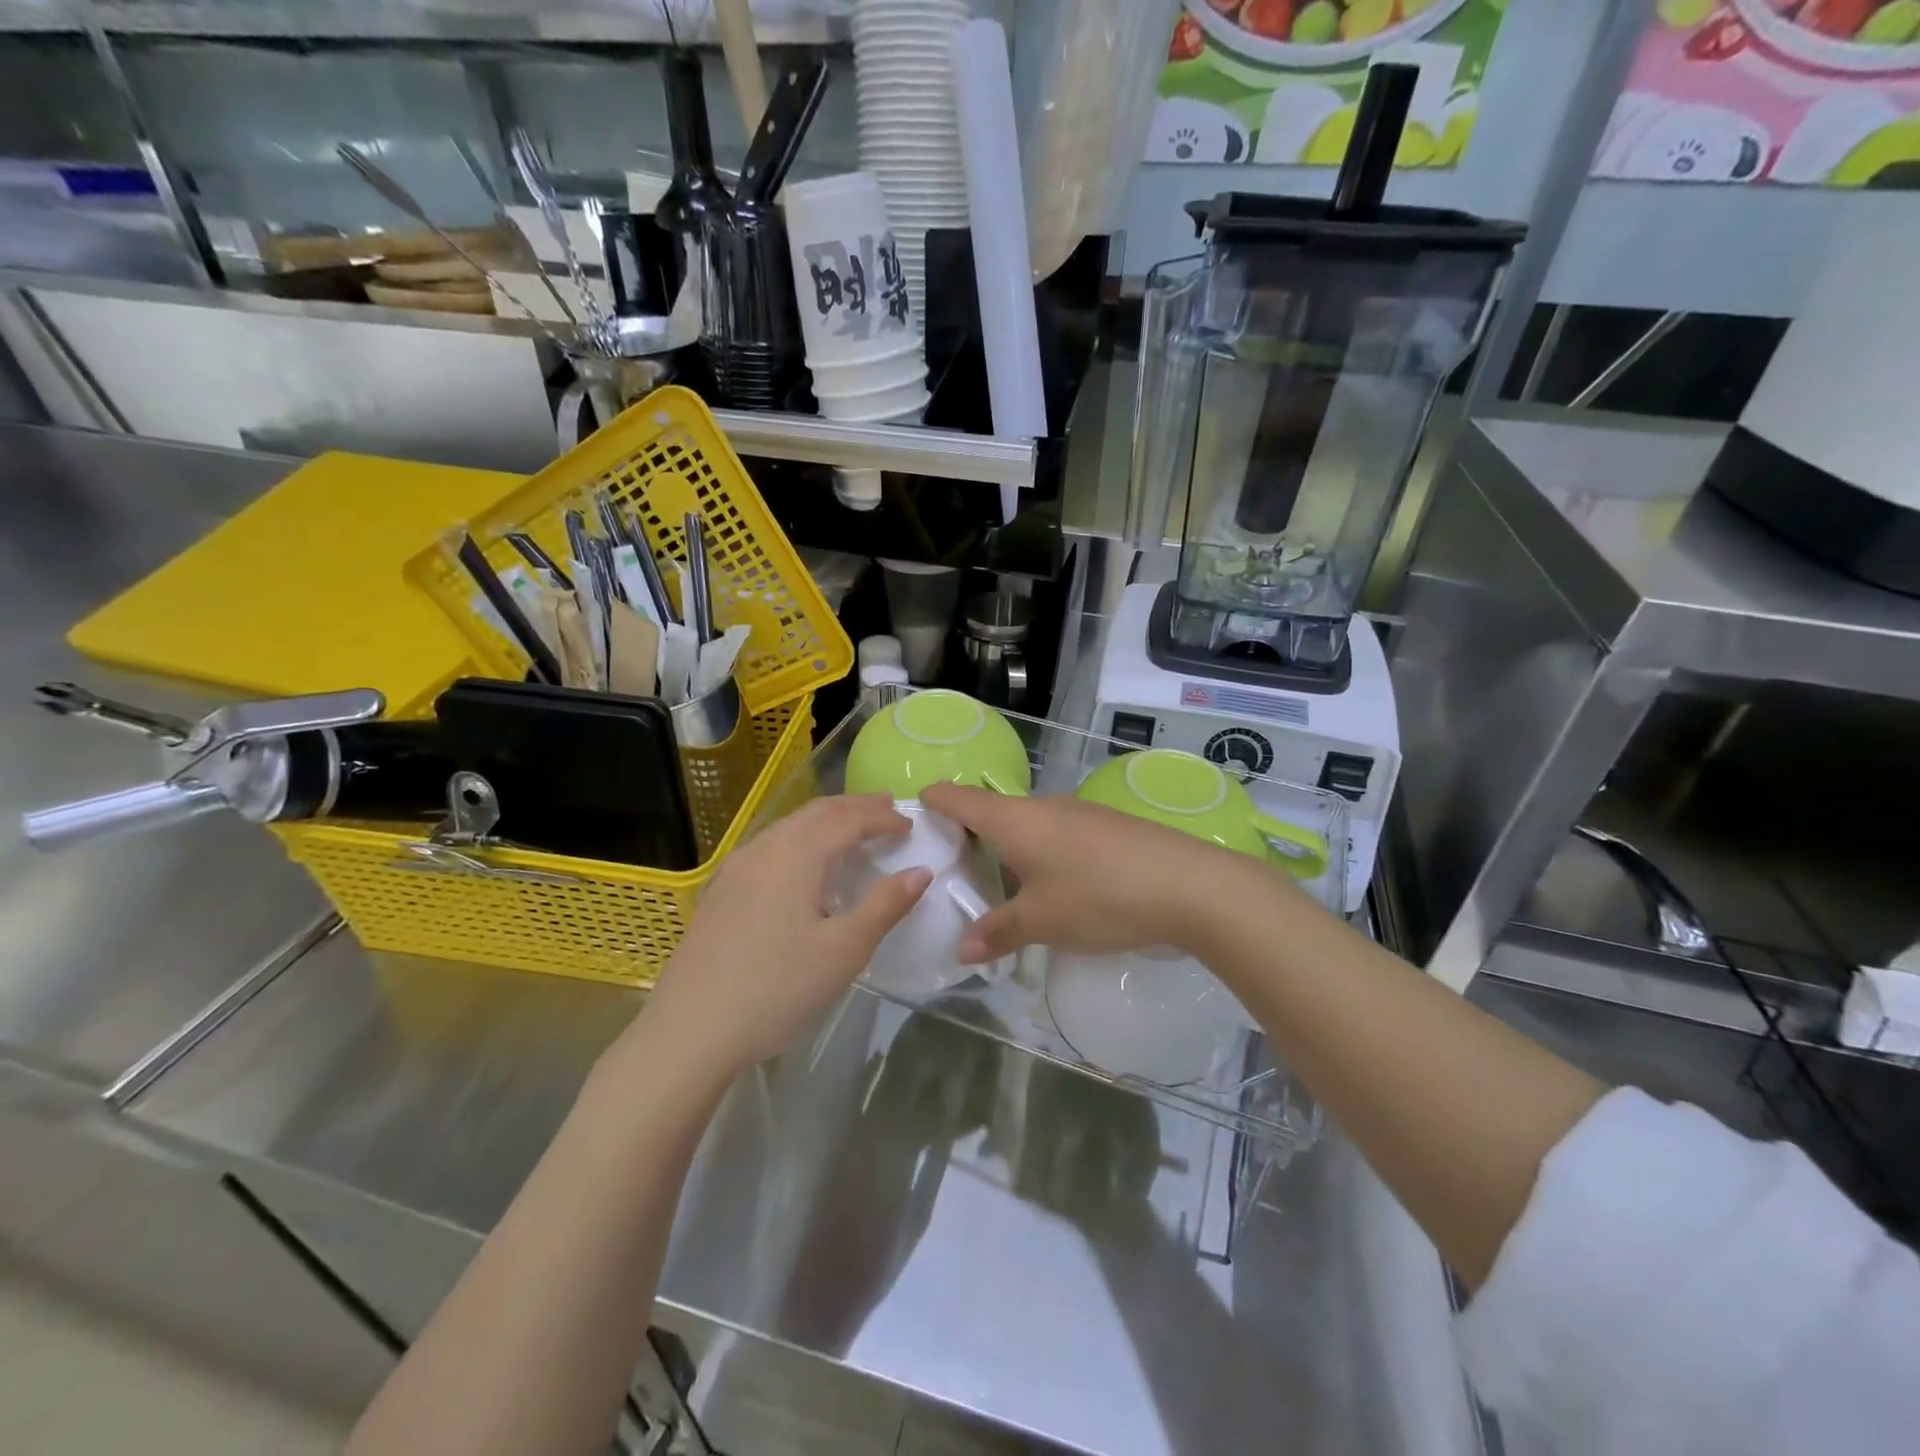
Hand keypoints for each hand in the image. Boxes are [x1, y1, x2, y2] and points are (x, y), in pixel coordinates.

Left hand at [640, 795, 930, 1074]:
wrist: (689, 1031)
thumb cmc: (776, 989)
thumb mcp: (844, 951)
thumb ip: (884, 906)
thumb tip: (920, 871)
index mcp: (796, 855)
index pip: (847, 819)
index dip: (882, 818)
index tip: (911, 825)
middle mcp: (763, 849)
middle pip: (816, 813)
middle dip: (854, 807)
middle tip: (886, 807)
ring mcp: (735, 868)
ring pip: (789, 826)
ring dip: (826, 820)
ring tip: (852, 827)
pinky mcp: (721, 891)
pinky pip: (770, 846)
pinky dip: (801, 838)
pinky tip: (804, 863)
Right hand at [919, 783, 1254, 963]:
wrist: (1190, 885)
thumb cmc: (1100, 897)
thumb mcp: (1042, 921)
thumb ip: (998, 932)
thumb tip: (963, 950)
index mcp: (1014, 820)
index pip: (958, 796)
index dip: (931, 802)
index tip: (911, 820)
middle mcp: (1041, 806)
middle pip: (990, 810)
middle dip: (966, 835)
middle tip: (948, 871)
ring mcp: (1077, 813)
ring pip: (1025, 823)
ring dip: (1004, 846)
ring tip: (995, 883)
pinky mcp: (1104, 826)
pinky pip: (1054, 832)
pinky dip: (1036, 851)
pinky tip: (1049, 885)